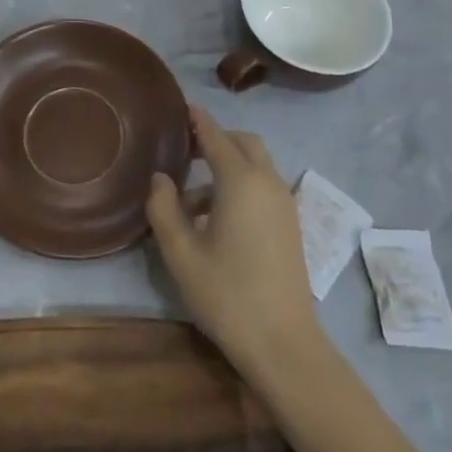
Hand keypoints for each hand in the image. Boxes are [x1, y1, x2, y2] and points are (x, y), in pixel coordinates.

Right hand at [146, 105, 320, 377]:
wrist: (284, 344)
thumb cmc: (228, 294)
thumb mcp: (181, 253)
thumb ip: (164, 208)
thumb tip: (160, 179)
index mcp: (240, 180)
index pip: (216, 135)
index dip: (197, 120)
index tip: (181, 108)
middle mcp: (267, 181)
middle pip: (243, 143)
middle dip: (216, 139)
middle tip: (185, 150)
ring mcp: (284, 203)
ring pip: (256, 165)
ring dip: (227, 167)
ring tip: (191, 200)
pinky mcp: (291, 224)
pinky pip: (263, 186)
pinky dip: (241, 185)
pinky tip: (217, 220)